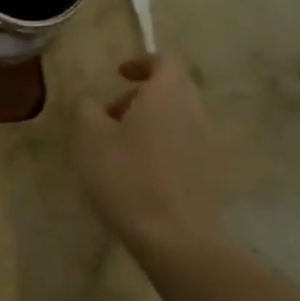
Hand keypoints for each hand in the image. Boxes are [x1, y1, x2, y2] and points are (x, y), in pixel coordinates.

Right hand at [75, 57, 228, 254]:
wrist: (176, 238)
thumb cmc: (127, 177)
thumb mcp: (89, 137)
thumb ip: (87, 108)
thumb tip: (92, 100)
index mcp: (167, 94)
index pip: (163, 61)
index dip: (141, 63)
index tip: (119, 74)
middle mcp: (194, 111)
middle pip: (173, 89)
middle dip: (142, 95)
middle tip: (112, 114)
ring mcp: (208, 143)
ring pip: (179, 117)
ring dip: (152, 122)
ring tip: (121, 147)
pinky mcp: (212, 173)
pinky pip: (185, 144)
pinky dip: (164, 145)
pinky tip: (141, 172)